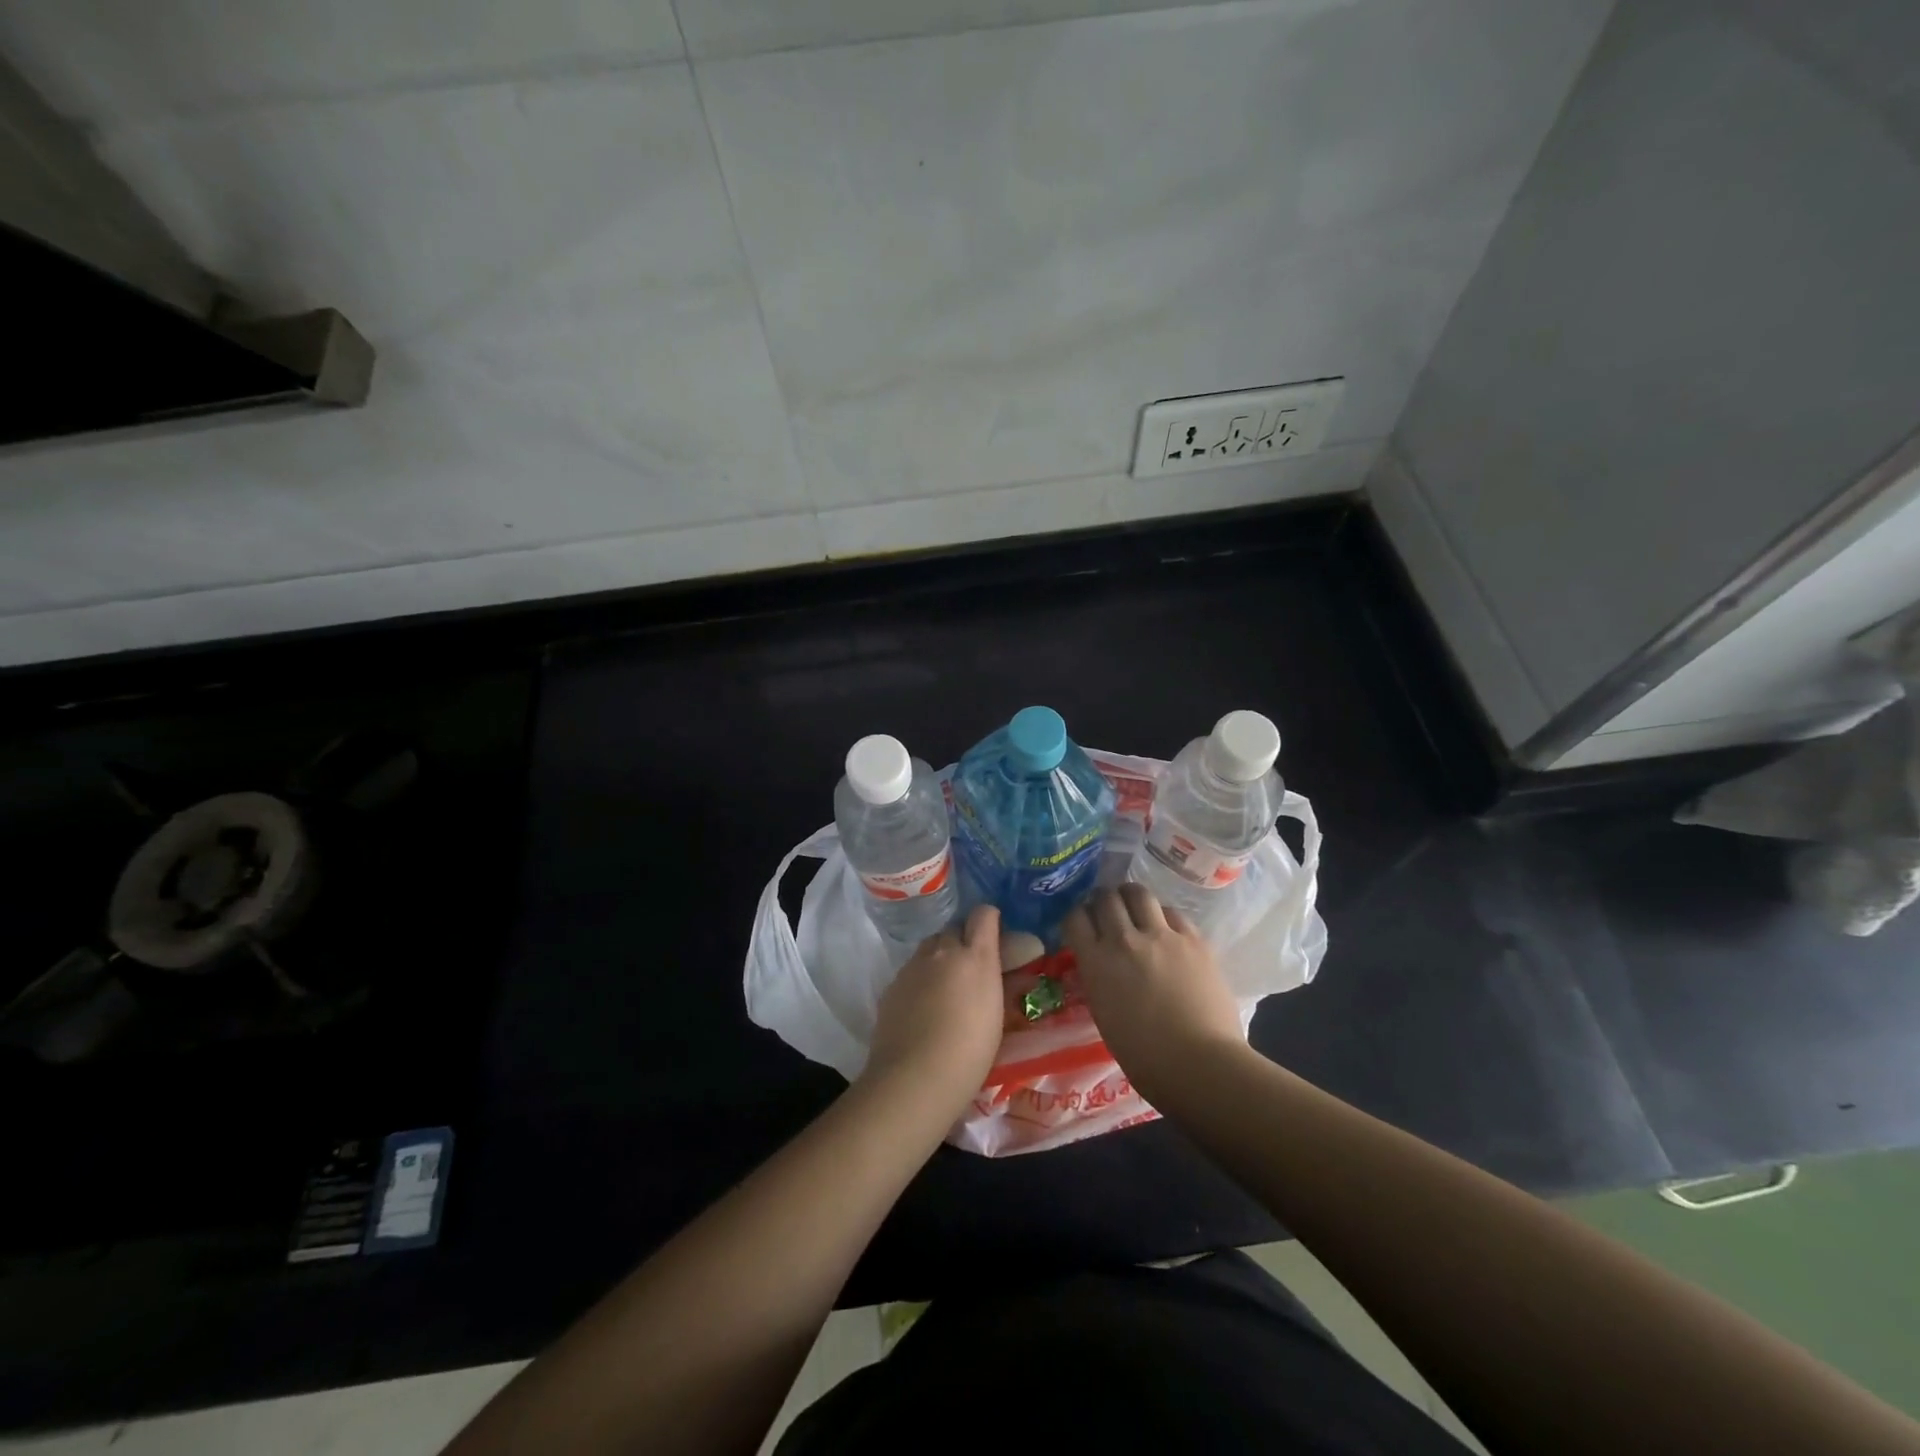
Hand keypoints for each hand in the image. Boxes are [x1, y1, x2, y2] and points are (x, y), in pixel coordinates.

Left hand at [863, 904, 1004, 1111]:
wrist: (914, 1078)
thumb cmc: (969, 1052)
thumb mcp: (996, 1016)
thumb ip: (996, 984)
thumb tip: (1003, 972)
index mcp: (975, 956)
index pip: (983, 915)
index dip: (989, 920)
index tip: (995, 937)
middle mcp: (943, 951)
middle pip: (953, 929)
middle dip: (962, 942)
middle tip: (970, 970)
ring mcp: (913, 966)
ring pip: (930, 948)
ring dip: (940, 959)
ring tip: (945, 990)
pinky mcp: (892, 984)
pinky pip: (911, 971)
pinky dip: (920, 980)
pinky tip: (922, 1008)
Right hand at [1062, 885, 1244, 1094]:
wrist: (1199, 1064)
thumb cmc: (1144, 1056)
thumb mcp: (1104, 1013)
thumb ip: (1099, 978)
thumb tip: (1102, 963)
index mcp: (1096, 962)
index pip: (1075, 918)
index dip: (1076, 917)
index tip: (1081, 924)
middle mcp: (1124, 939)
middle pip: (1105, 898)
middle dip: (1101, 900)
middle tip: (1106, 910)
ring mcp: (1161, 935)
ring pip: (1138, 893)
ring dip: (1130, 897)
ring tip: (1134, 906)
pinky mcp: (1193, 939)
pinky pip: (1172, 913)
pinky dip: (1163, 916)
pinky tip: (1166, 928)